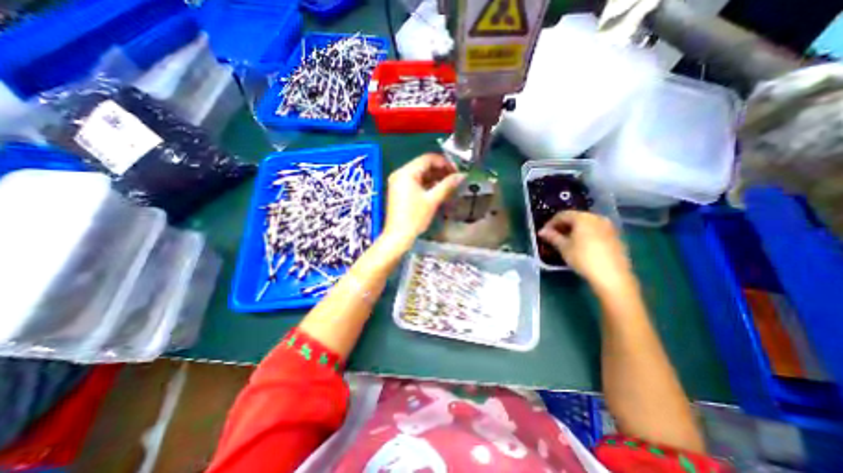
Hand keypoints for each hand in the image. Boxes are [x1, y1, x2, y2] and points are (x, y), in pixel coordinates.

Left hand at [381, 154, 460, 251]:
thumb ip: (447, 185)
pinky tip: (438, 190)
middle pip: (423, 165)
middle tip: (454, 178)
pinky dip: (427, 184)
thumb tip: (462, 175)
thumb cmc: (414, 218)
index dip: (444, 162)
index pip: (428, 159)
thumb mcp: (432, 200)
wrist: (398, 236)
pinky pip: (415, 182)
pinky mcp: (399, 191)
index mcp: (406, 172)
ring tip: (449, 185)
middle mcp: (400, 174)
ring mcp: (398, 182)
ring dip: (434, 178)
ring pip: (420, 174)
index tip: (456, 171)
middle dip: (440, 171)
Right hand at [540, 211, 631, 291]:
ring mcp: (608, 226)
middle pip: (575, 218)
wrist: (612, 275)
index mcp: (583, 218)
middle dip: (562, 226)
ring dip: (574, 230)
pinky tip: (580, 245)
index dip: (550, 223)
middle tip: (553, 236)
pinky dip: (585, 234)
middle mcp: (597, 218)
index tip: (543, 233)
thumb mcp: (564, 247)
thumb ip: (552, 237)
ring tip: (565, 241)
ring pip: (586, 224)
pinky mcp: (615, 236)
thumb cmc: (583, 258)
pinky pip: (595, 230)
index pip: (562, 215)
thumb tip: (542, 232)